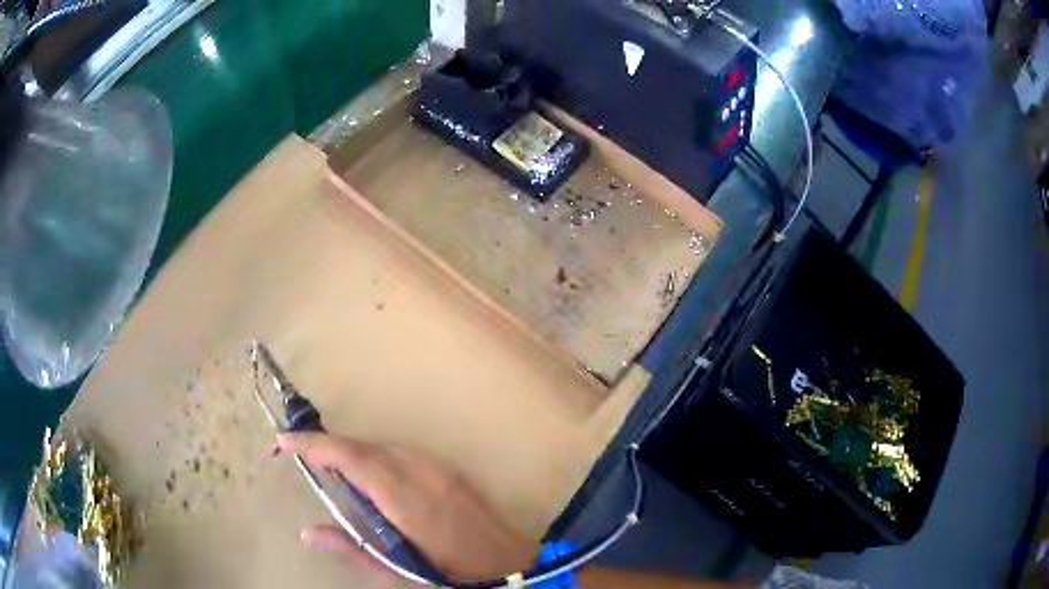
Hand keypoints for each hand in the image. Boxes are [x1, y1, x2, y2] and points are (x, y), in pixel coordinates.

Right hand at [276, 433, 536, 582]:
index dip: (317, 446)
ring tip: (328, 462)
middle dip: (331, 445)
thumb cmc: (454, 576)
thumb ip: (353, 550)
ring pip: (387, 447)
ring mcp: (442, 471)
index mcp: (409, 501)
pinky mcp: (452, 474)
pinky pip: (405, 454)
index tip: (285, 441)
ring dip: (354, 450)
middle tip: (300, 453)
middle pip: (368, 448)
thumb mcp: (401, 573)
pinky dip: (378, 456)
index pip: (355, 460)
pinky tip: (371, 474)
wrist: (513, 568)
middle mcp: (425, 475)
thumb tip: (308, 532)